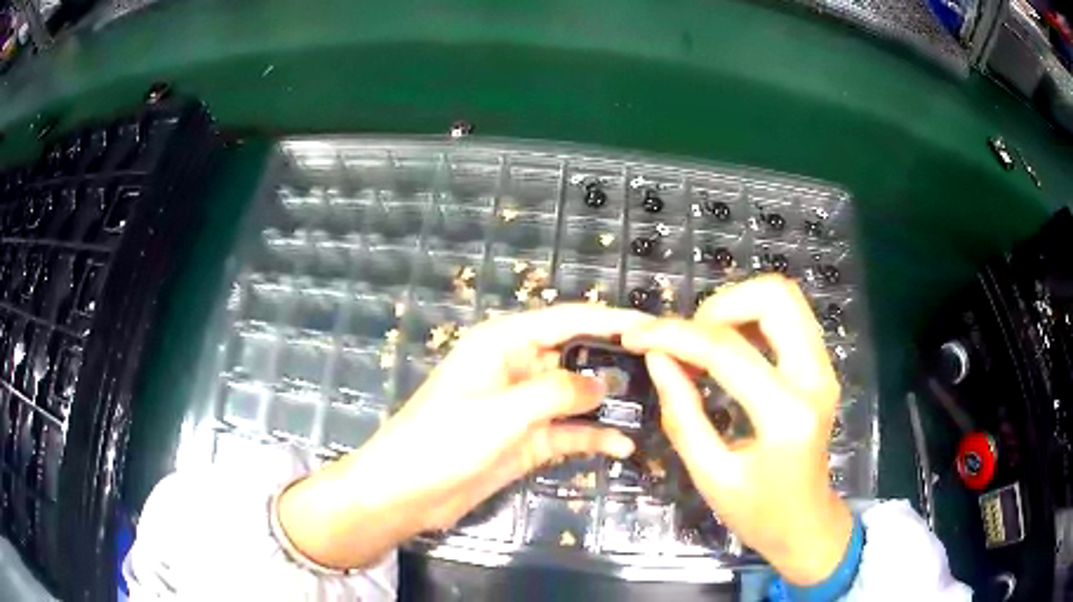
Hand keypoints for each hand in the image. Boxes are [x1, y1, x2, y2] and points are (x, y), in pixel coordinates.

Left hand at [277, 305, 650, 569]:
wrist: (407, 492)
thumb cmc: (444, 440)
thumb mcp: (502, 412)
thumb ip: (557, 393)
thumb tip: (604, 384)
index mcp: (504, 344)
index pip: (567, 320)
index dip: (610, 320)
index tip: (651, 326)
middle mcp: (518, 368)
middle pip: (576, 356)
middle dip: (615, 362)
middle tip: (664, 370)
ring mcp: (524, 407)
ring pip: (576, 396)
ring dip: (608, 403)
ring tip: (653, 407)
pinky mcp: (527, 440)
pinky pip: (568, 432)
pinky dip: (592, 437)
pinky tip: (622, 447)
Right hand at [622, 275, 851, 585]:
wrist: (806, 524)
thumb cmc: (757, 512)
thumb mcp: (709, 473)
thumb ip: (682, 412)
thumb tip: (657, 358)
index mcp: (786, 415)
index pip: (726, 350)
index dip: (674, 335)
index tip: (637, 336)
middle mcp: (815, 379)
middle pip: (774, 297)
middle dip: (719, 306)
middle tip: (687, 340)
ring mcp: (825, 368)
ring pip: (785, 298)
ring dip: (737, 307)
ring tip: (703, 344)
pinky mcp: (822, 367)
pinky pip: (789, 319)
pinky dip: (752, 320)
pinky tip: (727, 350)